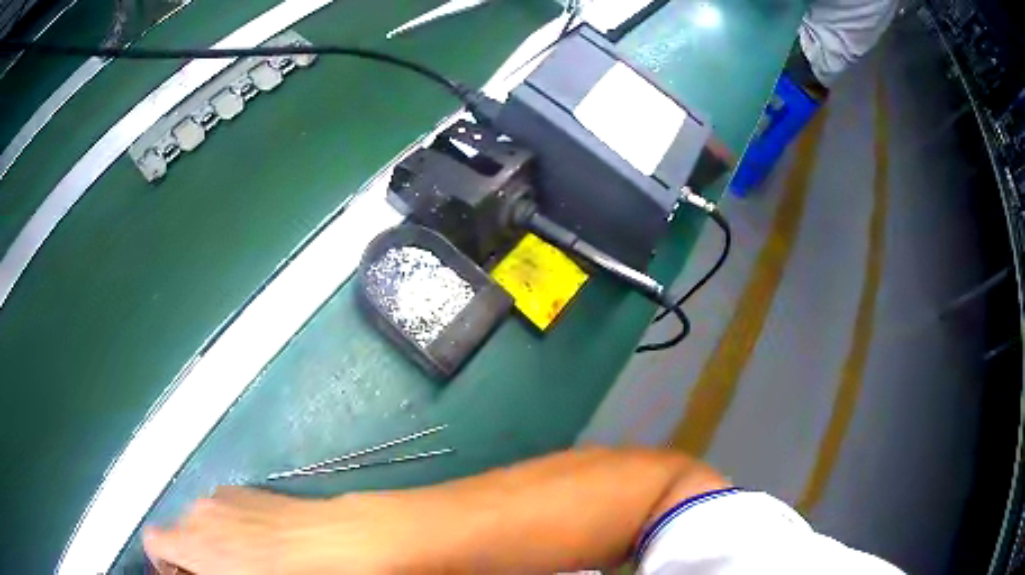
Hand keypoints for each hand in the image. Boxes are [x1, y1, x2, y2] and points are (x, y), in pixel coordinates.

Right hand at [144, 487, 412, 573]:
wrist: (333, 541)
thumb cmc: (289, 574)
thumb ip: (202, 572)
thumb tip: (190, 571)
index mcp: (191, 540)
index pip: (154, 542)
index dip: (163, 562)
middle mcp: (198, 511)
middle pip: (178, 532)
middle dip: (191, 555)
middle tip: (219, 574)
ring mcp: (221, 497)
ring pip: (201, 521)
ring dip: (212, 539)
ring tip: (247, 561)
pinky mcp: (245, 490)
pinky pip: (223, 509)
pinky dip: (230, 525)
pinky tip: (261, 542)